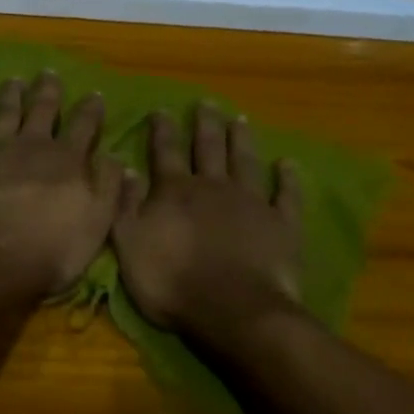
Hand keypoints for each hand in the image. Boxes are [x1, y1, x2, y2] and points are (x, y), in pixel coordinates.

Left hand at [0, 73, 125, 302]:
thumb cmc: (51, 251)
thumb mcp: (96, 223)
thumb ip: (108, 186)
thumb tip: (116, 155)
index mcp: (67, 159)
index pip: (84, 124)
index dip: (91, 108)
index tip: (95, 94)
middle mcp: (31, 145)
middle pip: (42, 109)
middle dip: (48, 90)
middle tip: (48, 73)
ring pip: (4, 113)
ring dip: (10, 95)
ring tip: (13, 81)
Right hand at [112, 105, 303, 343]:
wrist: (232, 310)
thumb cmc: (172, 282)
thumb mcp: (129, 246)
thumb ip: (125, 205)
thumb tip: (125, 167)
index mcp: (175, 191)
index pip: (166, 151)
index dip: (162, 129)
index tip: (161, 110)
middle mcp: (213, 186)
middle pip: (209, 147)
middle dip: (205, 123)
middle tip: (206, 102)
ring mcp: (251, 202)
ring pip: (245, 161)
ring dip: (242, 139)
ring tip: (240, 119)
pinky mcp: (282, 223)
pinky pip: (286, 194)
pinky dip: (288, 178)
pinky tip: (288, 164)